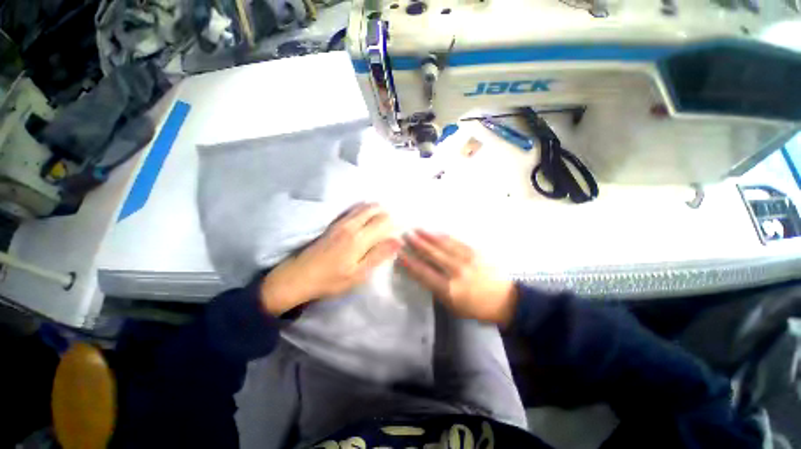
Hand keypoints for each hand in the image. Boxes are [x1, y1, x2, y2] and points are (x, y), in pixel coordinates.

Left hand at [260, 203, 400, 315]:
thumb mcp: (359, 274)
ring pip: (363, 207)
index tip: (400, 229)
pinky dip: (363, 208)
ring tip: (383, 216)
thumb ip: (379, 255)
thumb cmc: (331, 279)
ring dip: (375, 208)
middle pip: (374, 209)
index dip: (394, 223)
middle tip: (393, 222)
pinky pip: (352, 209)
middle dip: (386, 212)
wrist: (298, 276)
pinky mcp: (333, 224)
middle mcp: (351, 225)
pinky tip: (366, 214)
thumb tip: (398, 240)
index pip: (383, 222)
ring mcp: (340, 222)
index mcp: (359, 238)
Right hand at [400, 230, 517, 325]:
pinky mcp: (476, 252)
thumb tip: (423, 273)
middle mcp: (456, 272)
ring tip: (417, 229)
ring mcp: (467, 260)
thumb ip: (436, 289)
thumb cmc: (476, 308)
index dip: (410, 262)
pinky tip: (436, 232)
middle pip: (432, 255)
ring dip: (428, 236)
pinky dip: (444, 236)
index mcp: (449, 289)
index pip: (423, 272)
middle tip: (405, 235)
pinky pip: (456, 242)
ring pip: (443, 245)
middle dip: (417, 244)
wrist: (506, 300)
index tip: (400, 254)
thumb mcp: (453, 306)